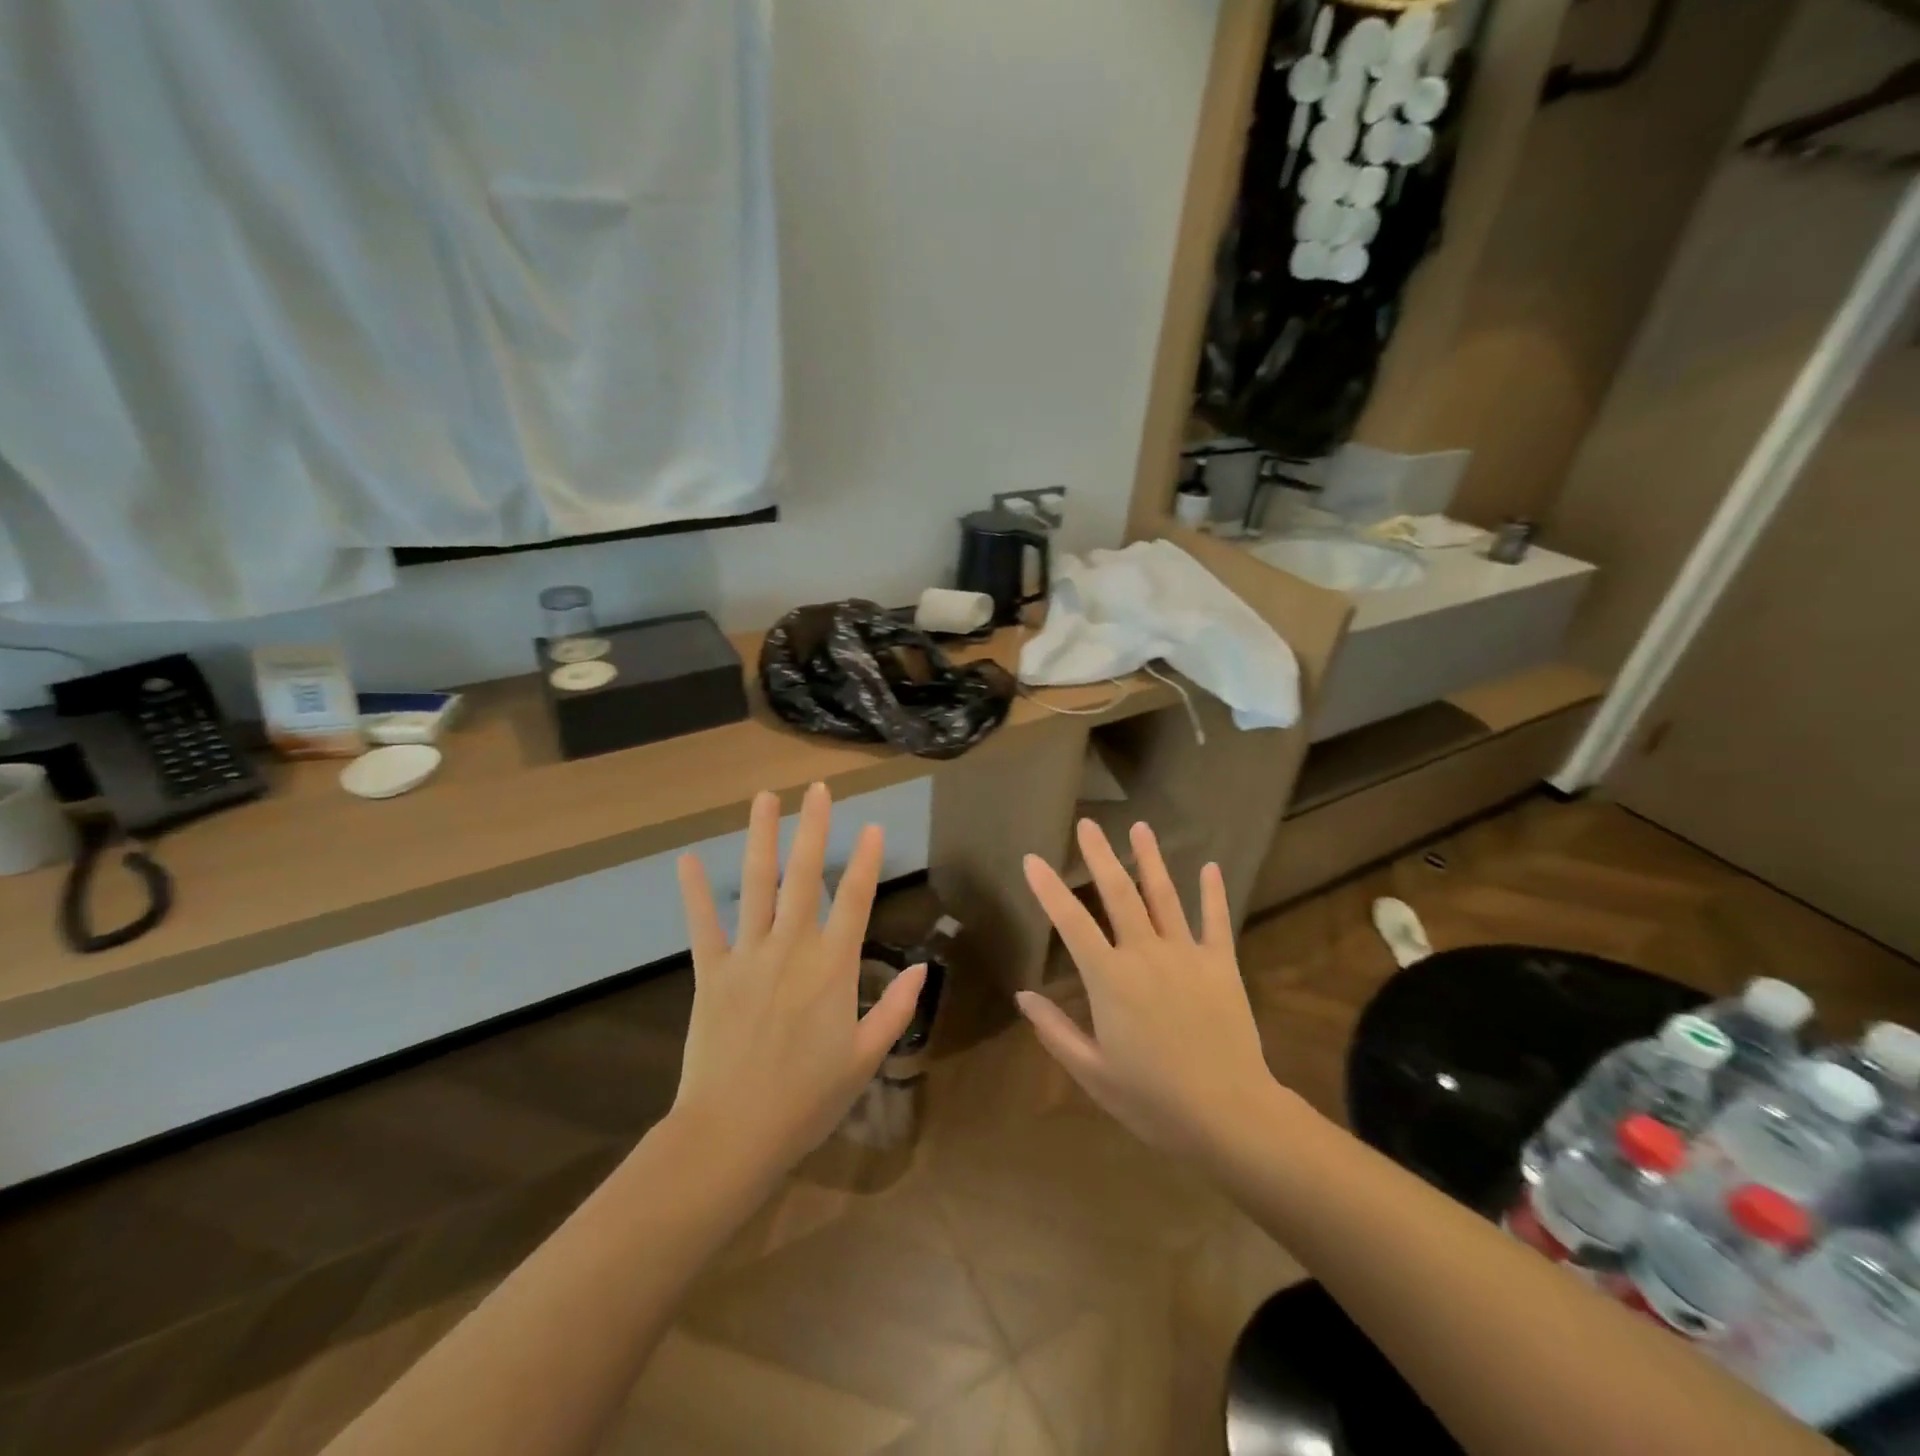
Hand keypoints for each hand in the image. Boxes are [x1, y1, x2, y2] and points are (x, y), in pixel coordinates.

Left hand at [671, 783, 925, 1174]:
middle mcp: (791, 948)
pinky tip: (688, 859)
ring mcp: (747, 956)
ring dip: (761, 838)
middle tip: (816, 788)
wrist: (733, 1134)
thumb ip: (895, 1009)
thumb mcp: (865, 1058)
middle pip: (805, 875)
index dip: (865, 860)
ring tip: (764, 799)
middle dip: (813, 828)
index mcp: (832, 967)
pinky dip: (696, 892)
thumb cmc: (807, 1100)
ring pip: (757, 885)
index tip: (871, 825)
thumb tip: (921, 969)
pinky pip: (703, 925)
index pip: (854, 899)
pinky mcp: (711, 973)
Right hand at [1017, 819, 1278, 1159]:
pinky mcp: (1221, 965)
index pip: (1071, 922)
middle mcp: (1145, 953)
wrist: (1229, 1115)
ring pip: (1164, 896)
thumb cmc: (1153, 1099)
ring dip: (1150, 859)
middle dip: (1100, 855)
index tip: (1032, 859)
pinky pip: (1215, 921)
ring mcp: (1187, 955)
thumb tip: (1023, 995)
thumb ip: (1055, 1030)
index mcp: (1110, 978)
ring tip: (1140, 827)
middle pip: (1119, 894)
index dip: (1048, 888)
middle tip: (1088, 824)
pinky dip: (1212, 893)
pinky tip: (1209, 867)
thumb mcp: (1092, 1072)